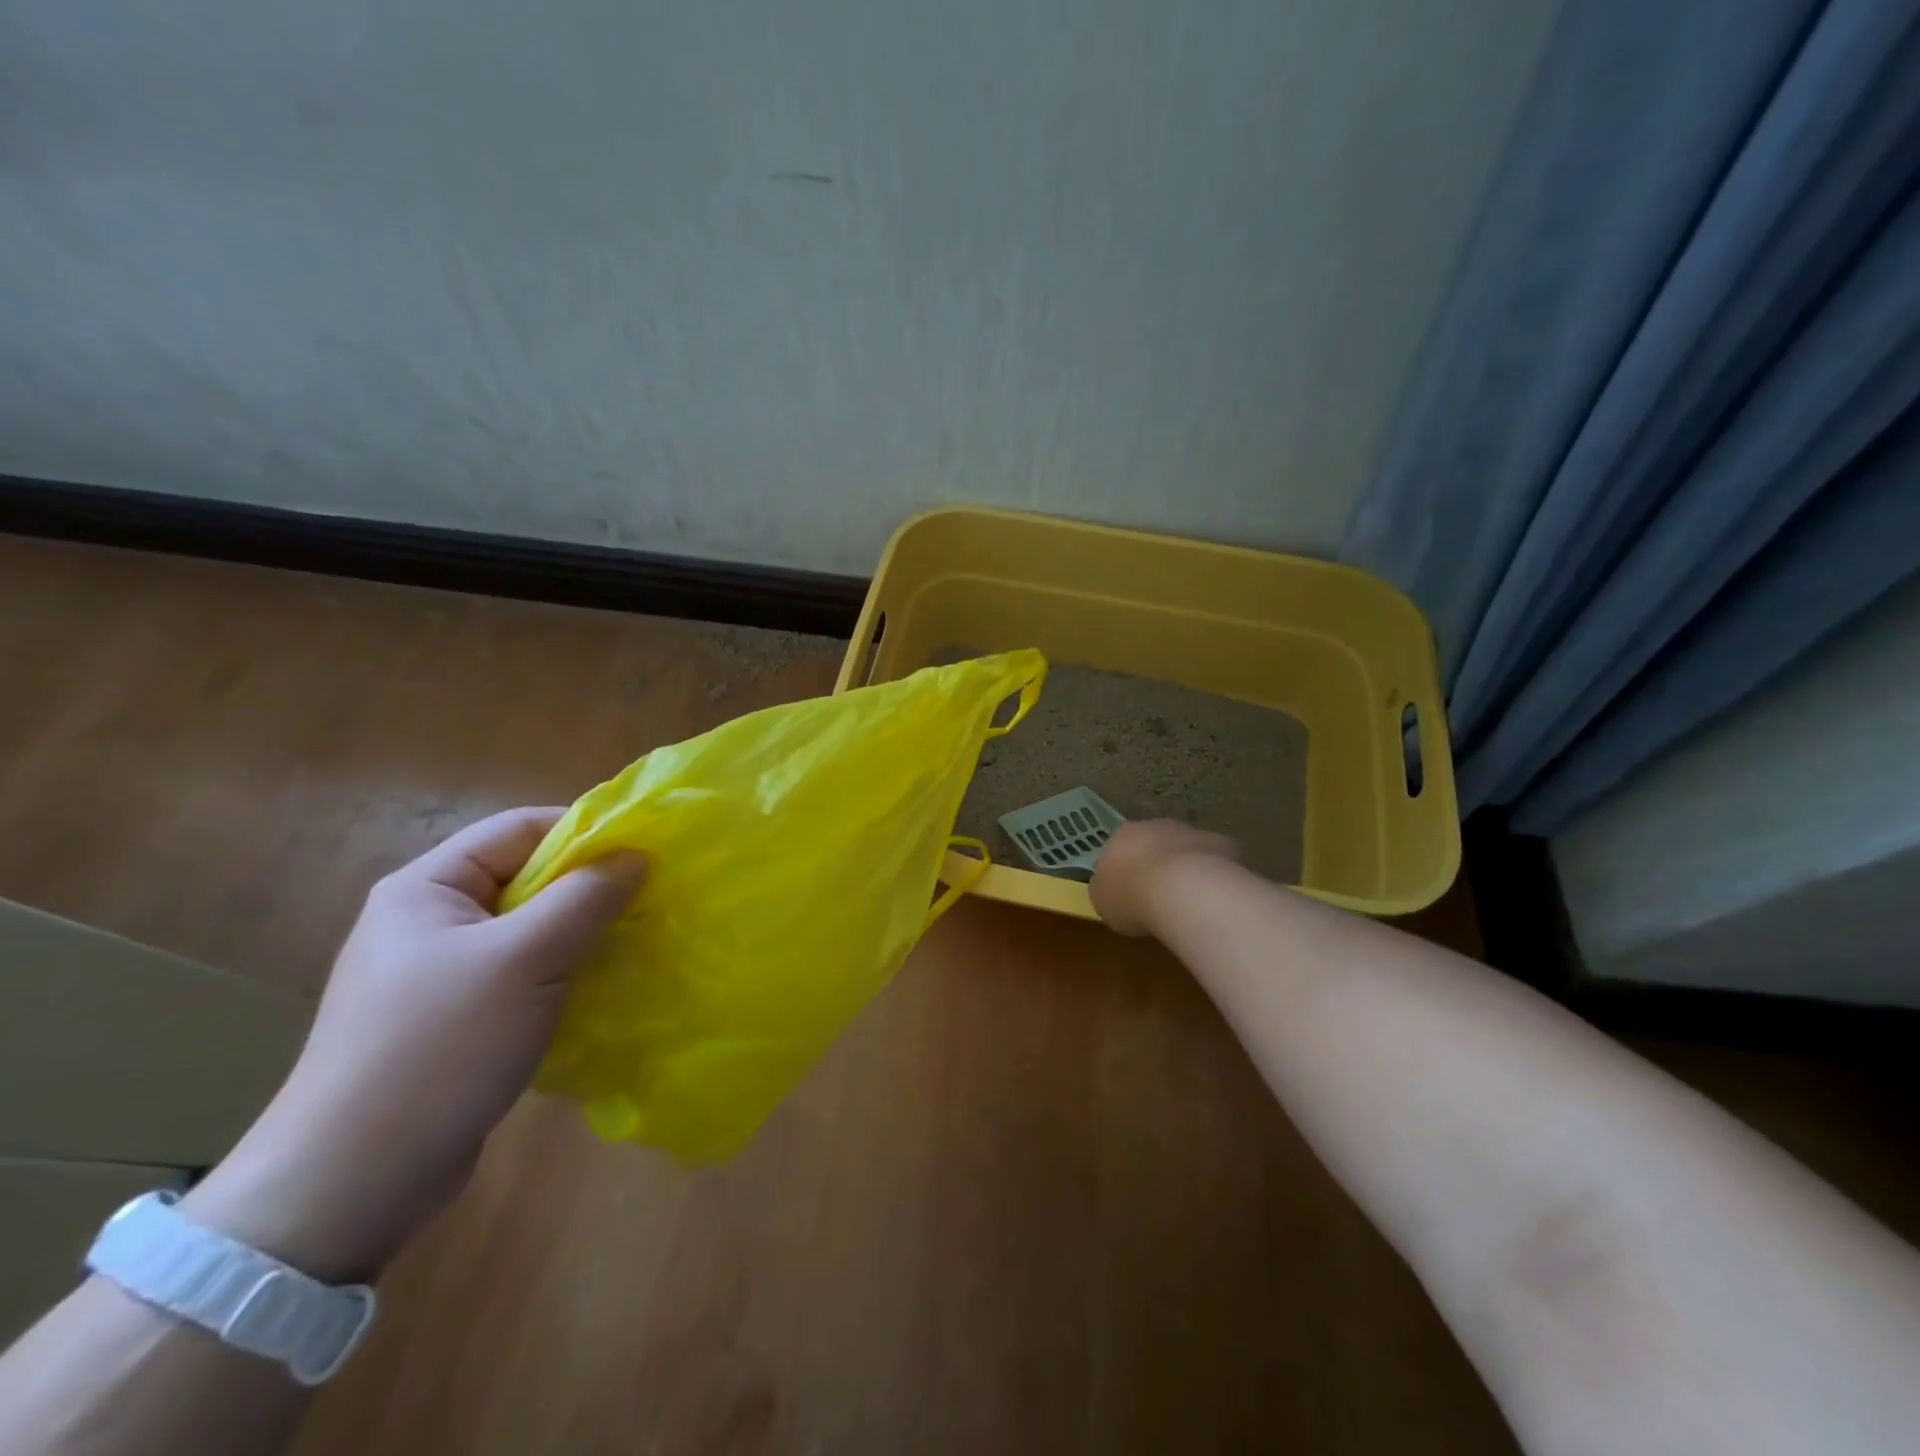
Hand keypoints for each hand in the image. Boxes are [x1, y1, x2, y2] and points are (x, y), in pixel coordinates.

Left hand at [183, 808, 645, 1280]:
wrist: (352, 1185)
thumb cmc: (441, 1047)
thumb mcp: (527, 959)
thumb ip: (587, 897)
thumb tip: (637, 855)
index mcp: (427, 888)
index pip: (518, 829)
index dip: (584, 831)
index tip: (646, 851)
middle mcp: (430, 920)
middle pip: (527, 877)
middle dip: (591, 886)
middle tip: (651, 900)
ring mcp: (440, 973)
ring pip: (531, 929)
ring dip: (584, 932)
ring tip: (637, 942)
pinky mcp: (455, 1019)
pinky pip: (524, 973)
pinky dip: (566, 972)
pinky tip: (602, 988)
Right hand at [1090, 819, 1239, 937]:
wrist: (1183, 891)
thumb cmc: (1132, 896)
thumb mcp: (1102, 900)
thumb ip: (1107, 888)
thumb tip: (1112, 887)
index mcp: (1122, 835)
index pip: (1120, 847)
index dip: (1125, 870)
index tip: (1129, 893)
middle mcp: (1156, 826)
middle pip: (1155, 844)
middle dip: (1157, 866)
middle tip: (1159, 898)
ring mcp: (1192, 833)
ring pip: (1187, 850)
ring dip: (1187, 869)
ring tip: (1190, 904)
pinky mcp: (1224, 845)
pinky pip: (1216, 863)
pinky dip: (1215, 878)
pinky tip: (1215, 901)